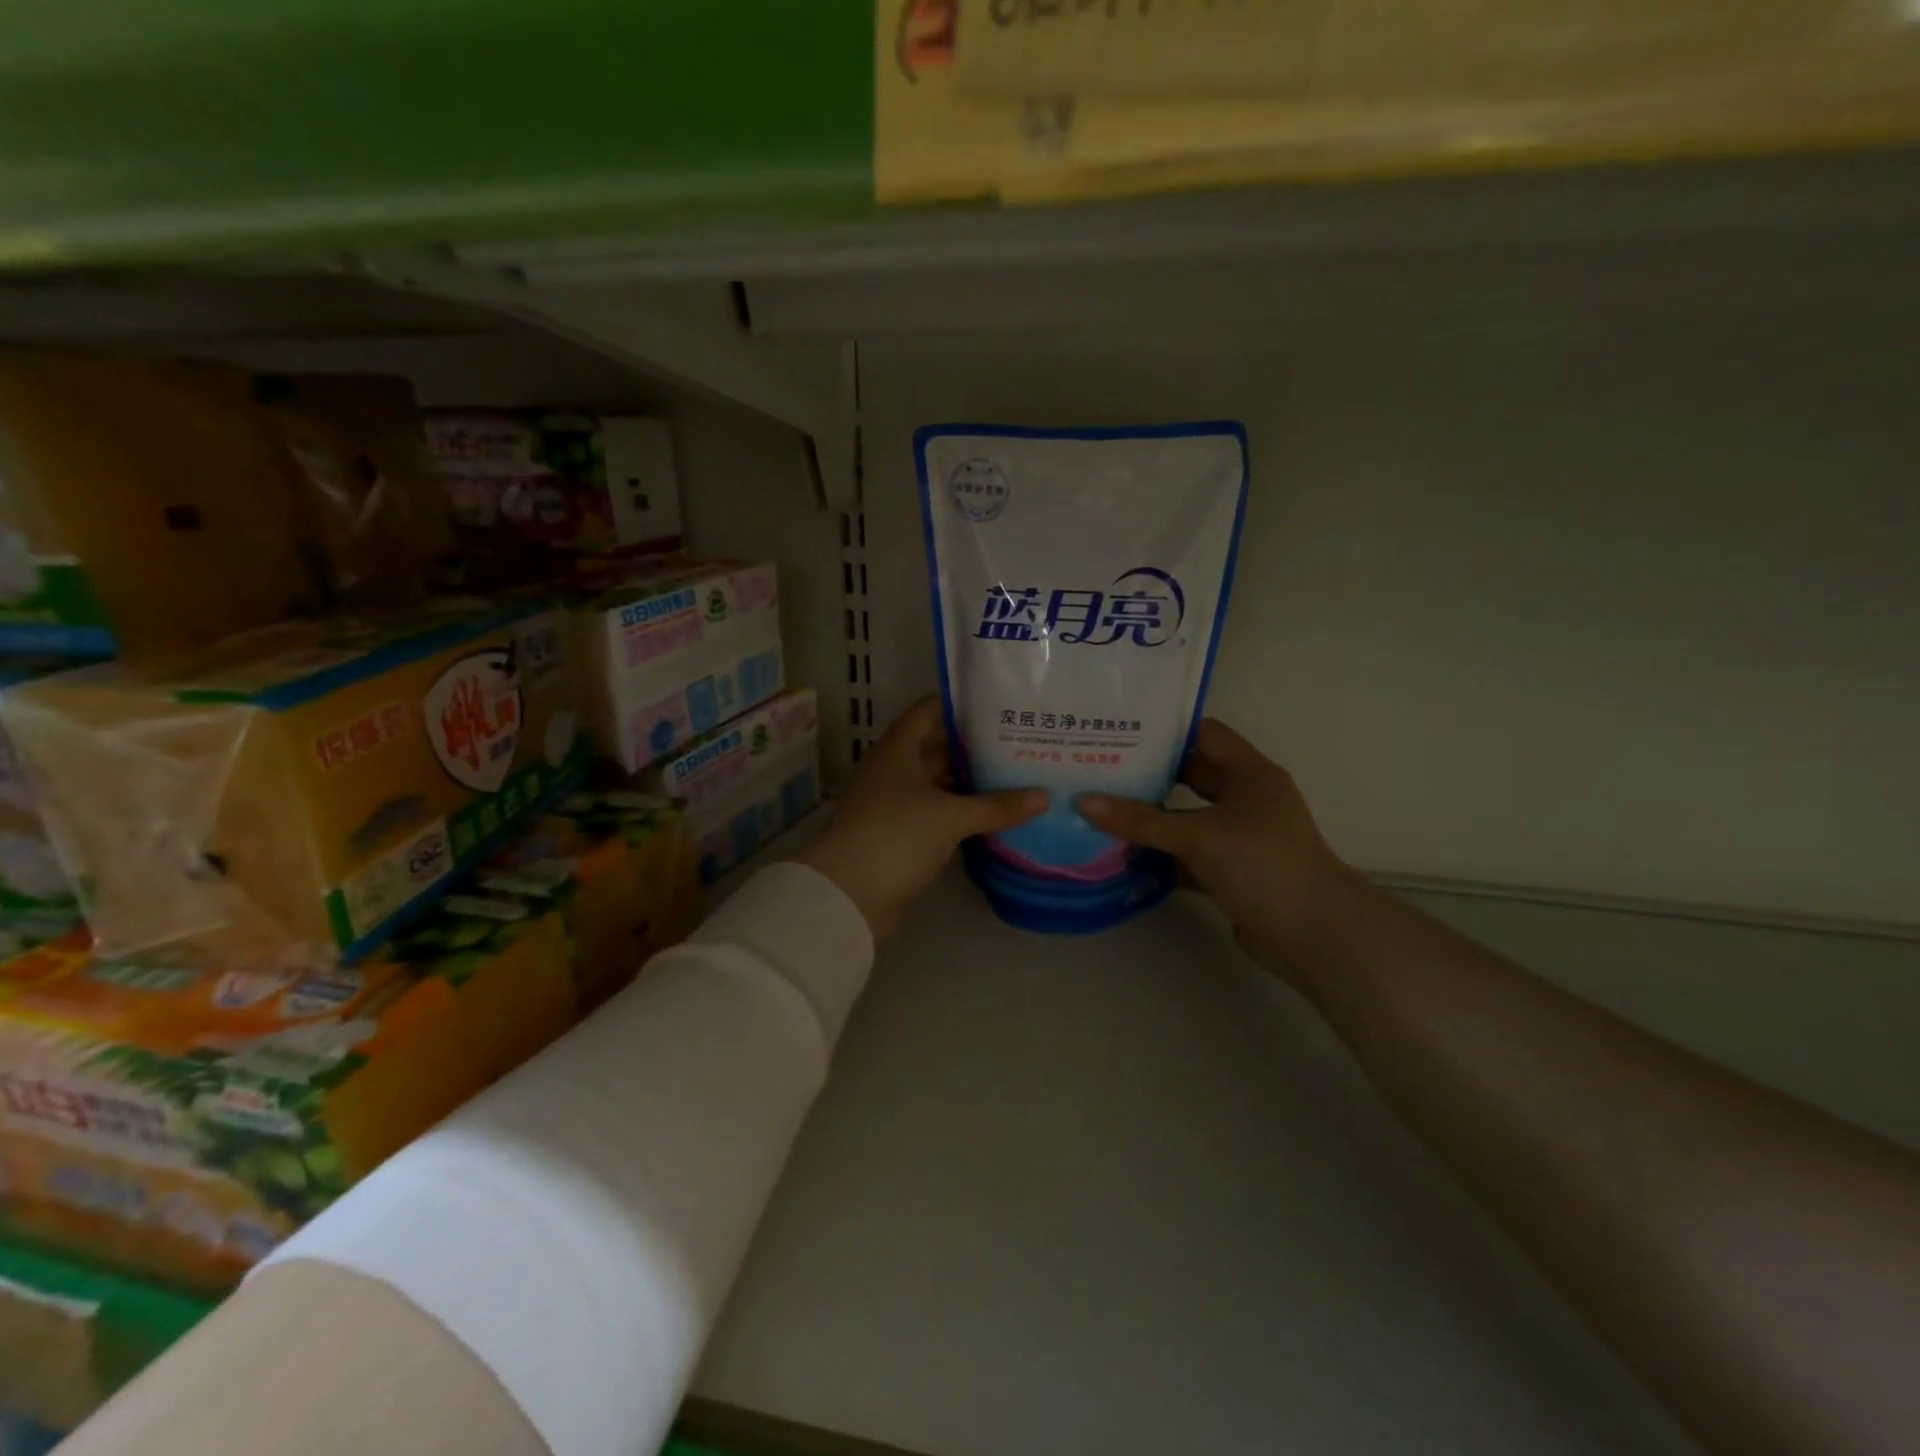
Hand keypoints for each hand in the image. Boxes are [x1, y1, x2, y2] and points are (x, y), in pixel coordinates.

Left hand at [800, 696, 1048, 939]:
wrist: (846, 895)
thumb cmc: (895, 836)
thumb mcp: (950, 817)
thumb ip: (997, 805)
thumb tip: (1044, 796)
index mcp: (898, 749)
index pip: (931, 710)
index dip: (963, 703)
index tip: (1002, 702)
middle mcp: (895, 768)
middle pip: (939, 747)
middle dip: (977, 747)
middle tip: (1023, 743)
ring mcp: (895, 802)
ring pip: (940, 783)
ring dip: (972, 783)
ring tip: (1019, 776)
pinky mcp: (901, 833)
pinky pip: (937, 812)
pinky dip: (962, 812)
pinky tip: (995, 816)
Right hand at [1077, 720, 1363, 974]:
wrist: (1314, 934)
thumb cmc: (1262, 864)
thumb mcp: (1197, 835)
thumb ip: (1140, 820)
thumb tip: (1082, 802)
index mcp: (1250, 773)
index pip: (1203, 735)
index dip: (1164, 730)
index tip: (1119, 729)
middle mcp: (1246, 799)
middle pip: (1191, 776)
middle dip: (1148, 774)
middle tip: (1100, 767)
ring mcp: (1239, 837)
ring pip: (1186, 818)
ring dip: (1150, 818)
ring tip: (1100, 808)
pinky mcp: (1230, 871)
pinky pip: (1187, 854)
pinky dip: (1160, 855)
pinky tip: (1120, 855)